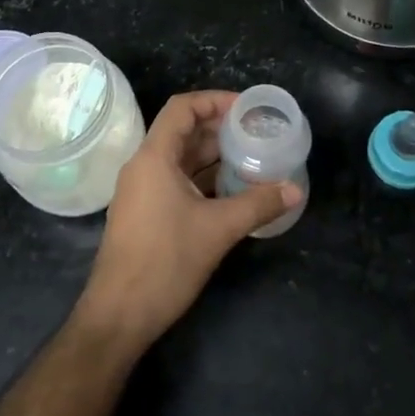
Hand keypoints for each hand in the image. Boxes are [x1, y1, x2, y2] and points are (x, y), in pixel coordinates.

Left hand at [75, 90, 299, 353]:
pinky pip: (176, 181)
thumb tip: (294, 189)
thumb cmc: (165, 262)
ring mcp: (142, 191)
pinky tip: (232, 190)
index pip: (182, 108)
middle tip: (257, 133)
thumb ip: (258, 204)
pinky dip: (203, 178)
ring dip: (214, 156)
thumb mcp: (218, 230)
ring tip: (251, 158)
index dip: (214, 100)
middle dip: (220, 129)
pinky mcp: (145, 213)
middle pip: (183, 131)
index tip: (247, 108)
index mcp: (154, 157)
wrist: (119, 315)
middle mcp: (144, 166)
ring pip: (181, 159)